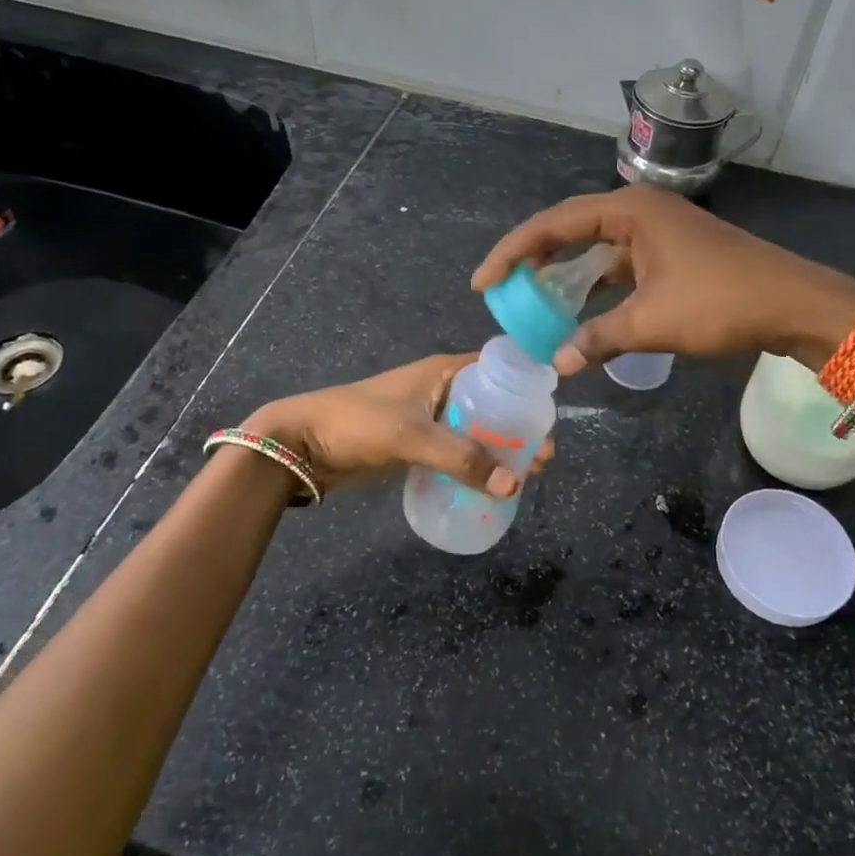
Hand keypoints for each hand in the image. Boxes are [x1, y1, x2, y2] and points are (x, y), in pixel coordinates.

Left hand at [243, 354, 554, 496]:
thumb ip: (461, 459)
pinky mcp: (419, 443)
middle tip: (544, 460)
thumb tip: (514, 485)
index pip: (500, 370)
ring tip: (526, 477)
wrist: (303, 443)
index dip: (527, 390)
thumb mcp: (412, 436)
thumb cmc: (358, 423)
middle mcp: (443, 389)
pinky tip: (492, 485)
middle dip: (519, 429)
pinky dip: (477, 464)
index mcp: (445, 371)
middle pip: (494, 404)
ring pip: (477, 430)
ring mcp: (431, 417)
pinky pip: (458, 450)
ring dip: (500, 450)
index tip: (551, 418)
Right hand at [471, 188, 854, 374]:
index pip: (554, 223)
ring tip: (534, 299)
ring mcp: (660, 232)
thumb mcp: (652, 322)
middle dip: (534, 257)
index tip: (484, 282)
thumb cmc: (722, 302)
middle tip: (504, 287)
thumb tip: (556, 364)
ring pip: (597, 248)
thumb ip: (598, 338)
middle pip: (571, 228)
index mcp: (631, 211)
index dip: (513, 252)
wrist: (796, 305)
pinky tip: (582, 310)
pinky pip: (620, 264)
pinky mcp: (674, 254)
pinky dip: (597, 285)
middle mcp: (641, 212)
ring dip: (566, 273)